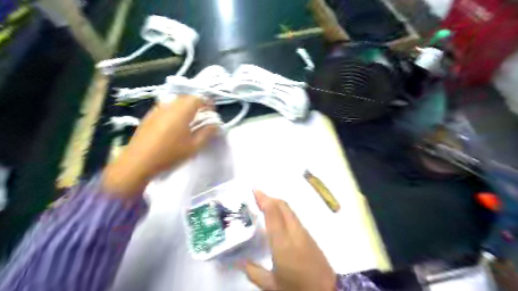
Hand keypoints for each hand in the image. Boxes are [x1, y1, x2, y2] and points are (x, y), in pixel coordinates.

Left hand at [102, 96, 216, 197]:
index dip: (207, 103)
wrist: (139, 161)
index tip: (212, 112)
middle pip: (186, 97)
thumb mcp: (194, 146)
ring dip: (185, 106)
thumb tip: (216, 124)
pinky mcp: (149, 116)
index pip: (198, 98)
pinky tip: (174, 124)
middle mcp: (169, 105)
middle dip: (197, 104)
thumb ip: (207, 133)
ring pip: (175, 101)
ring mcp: (157, 109)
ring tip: (189, 119)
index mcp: (182, 111)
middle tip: (203, 115)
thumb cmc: (170, 154)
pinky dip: (174, 110)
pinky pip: (165, 107)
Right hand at [243, 190, 335, 289]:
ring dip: (276, 203)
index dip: (264, 199)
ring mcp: (303, 231)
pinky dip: (282, 210)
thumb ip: (253, 272)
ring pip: (289, 209)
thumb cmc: (297, 287)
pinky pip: (293, 216)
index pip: (273, 212)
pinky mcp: (308, 235)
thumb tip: (238, 262)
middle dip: (269, 197)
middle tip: (256, 196)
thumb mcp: (272, 285)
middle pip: (282, 205)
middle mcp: (294, 231)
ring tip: (263, 204)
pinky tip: (276, 217)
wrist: (327, 290)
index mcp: (282, 241)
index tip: (254, 191)